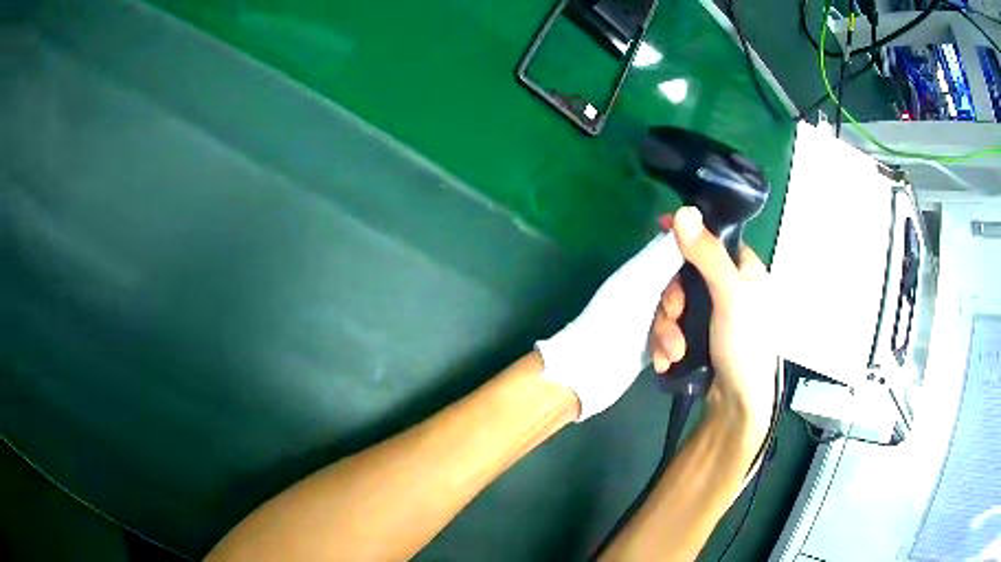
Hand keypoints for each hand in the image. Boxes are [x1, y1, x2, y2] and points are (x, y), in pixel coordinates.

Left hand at [536, 232, 685, 420]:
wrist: (590, 369)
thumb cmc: (615, 319)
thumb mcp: (643, 280)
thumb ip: (667, 251)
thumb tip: (691, 212)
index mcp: (642, 270)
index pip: (676, 256)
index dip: (692, 265)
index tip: (702, 279)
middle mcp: (646, 291)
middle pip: (681, 290)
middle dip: (681, 308)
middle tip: (674, 318)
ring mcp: (647, 319)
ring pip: (678, 319)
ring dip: (675, 335)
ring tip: (669, 351)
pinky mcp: (648, 345)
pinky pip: (670, 340)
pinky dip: (668, 350)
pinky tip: (663, 362)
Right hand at [649, 207, 775, 438]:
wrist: (737, 405)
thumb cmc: (746, 346)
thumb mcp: (731, 296)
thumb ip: (707, 255)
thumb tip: (682, 212)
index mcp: (743, 269)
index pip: (712, 238)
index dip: (687, 236)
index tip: (660, 233)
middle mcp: (726, 287)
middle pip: (684, 274)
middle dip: (672, 299)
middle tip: (674, 314)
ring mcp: (709, 314)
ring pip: (673, 304)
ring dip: (666, 329)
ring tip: (672, 353)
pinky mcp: (695, 337)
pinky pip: (671, 327)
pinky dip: (665, 343)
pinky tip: (667, 361)